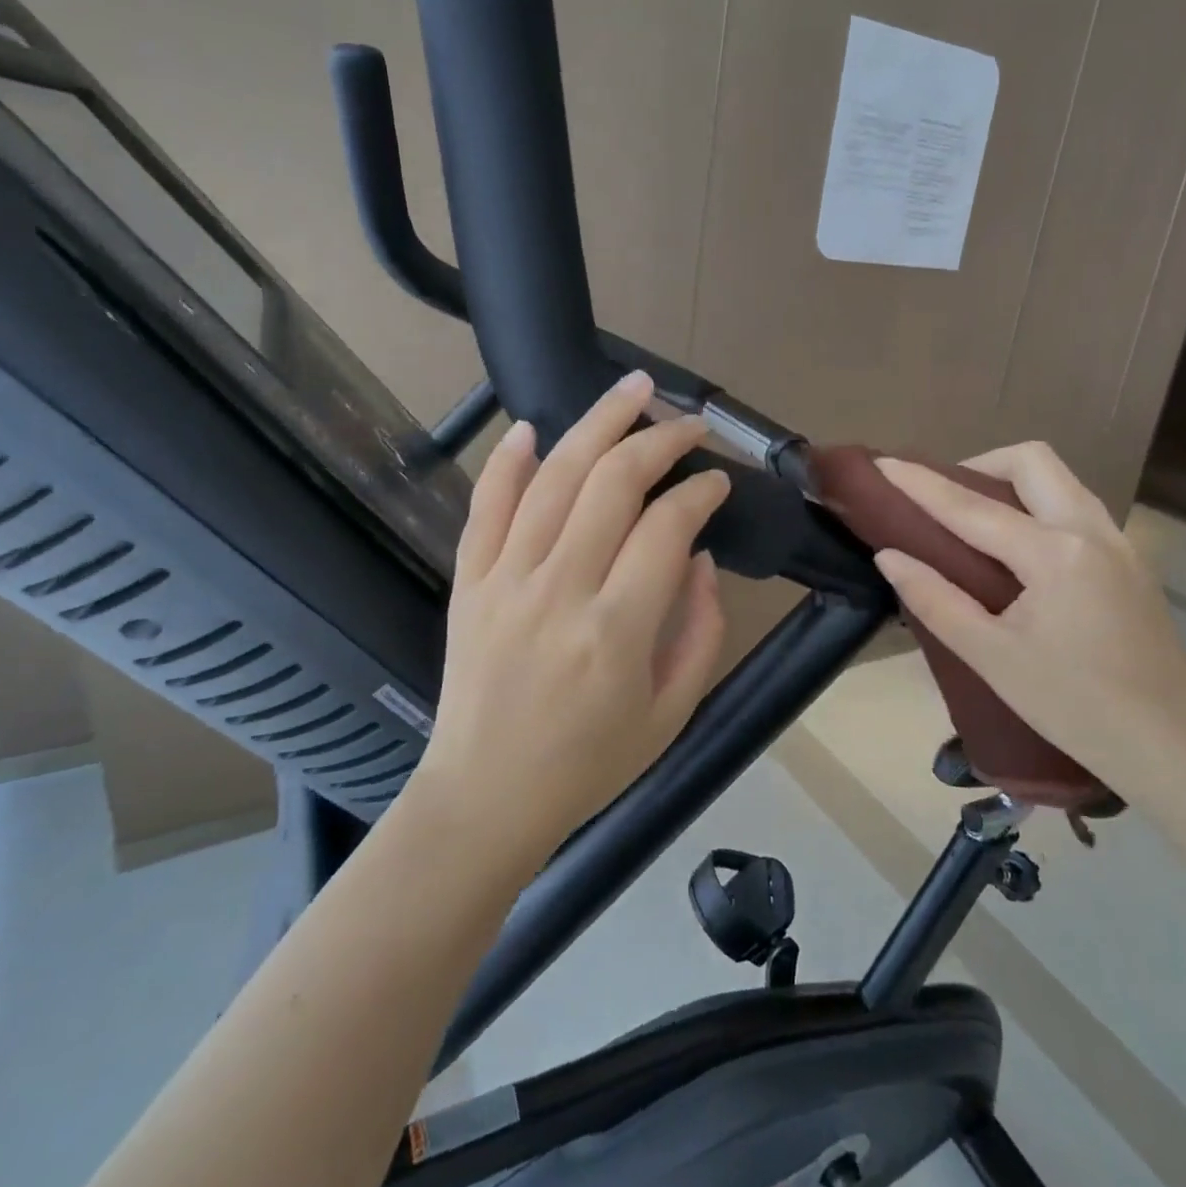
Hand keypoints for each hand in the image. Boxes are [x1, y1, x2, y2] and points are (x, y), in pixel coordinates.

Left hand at [420, 371, 729, 859]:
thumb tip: (696, 554)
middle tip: (688, 422)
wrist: (486, 797)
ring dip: (596, 423)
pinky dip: (507, 461)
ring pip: (552, 477)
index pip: (666, 526)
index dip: (699, 491)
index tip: (717, 481)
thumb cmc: (590, 763)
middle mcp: (559, 590)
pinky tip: (531, 427)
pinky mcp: (468, 582)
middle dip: (658, 438)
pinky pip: (485, 506)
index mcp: (617, 630)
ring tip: (632, 388)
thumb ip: (700, 629)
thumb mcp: (672, 712)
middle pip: (612, 482)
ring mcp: (505, 580)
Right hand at [871, 442, 1185, 797]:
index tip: (883, 463)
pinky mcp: (1131, 560)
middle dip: (979, 464)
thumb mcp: (991, 657)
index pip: (971, 506)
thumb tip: (889, 556)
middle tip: (943, 497)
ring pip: (1060, 479)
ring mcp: (1118, 542)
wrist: (1174, 746)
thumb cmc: (1074, 706)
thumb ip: (934, 599)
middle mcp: (1090, 530)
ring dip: (1011, 481)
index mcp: (1053, 554)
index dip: (921, 484)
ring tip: (975, 517)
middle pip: (1031, 461)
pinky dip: (1038, 504)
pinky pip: (1076, 506)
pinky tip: (1019, 548)